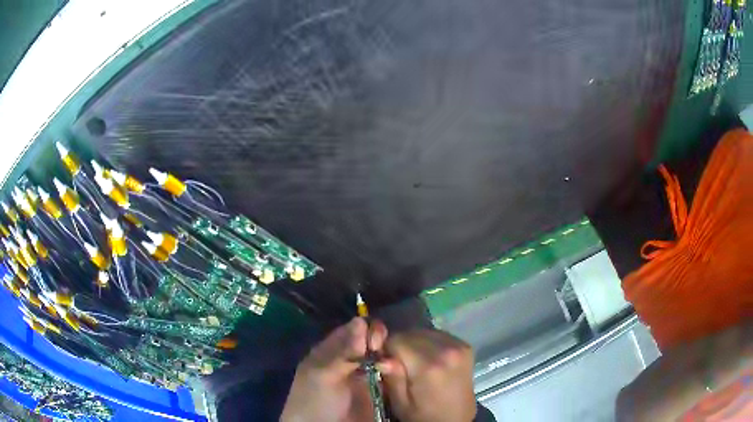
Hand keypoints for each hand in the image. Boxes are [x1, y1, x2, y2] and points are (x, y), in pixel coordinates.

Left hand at [281, 317, 387, 421]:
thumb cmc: (316, 400)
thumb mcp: (323, 374)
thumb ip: (343, 350)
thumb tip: (360, 320)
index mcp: (330, 352)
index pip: (350, 331)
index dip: (363, 328)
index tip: (375, 333)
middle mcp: (348, 361)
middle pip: (367, 342)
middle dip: (378, 340)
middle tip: (381, 348)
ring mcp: (363, 376)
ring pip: (381, 356)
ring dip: (388, 355)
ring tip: (388, 364)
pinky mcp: (377, 390)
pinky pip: (389, 374)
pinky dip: (394, 369)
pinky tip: (393, 371)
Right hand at [378, 329, 476, 421]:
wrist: (456, 419)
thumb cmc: (424, 415)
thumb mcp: (401, 403)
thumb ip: (392, 378)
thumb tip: (382, 358)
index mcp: (429, 366)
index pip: (396, 340)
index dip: (387, 350)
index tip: (386, 364)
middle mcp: (446, 350)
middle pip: (410, 333)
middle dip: (400, 345)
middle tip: (399, 365)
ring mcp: (458, 346)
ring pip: (423, 331)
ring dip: (414, 343)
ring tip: (414, 363)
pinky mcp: (465, 345)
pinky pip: (437, 335)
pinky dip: (428, 343)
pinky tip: (428, 359)